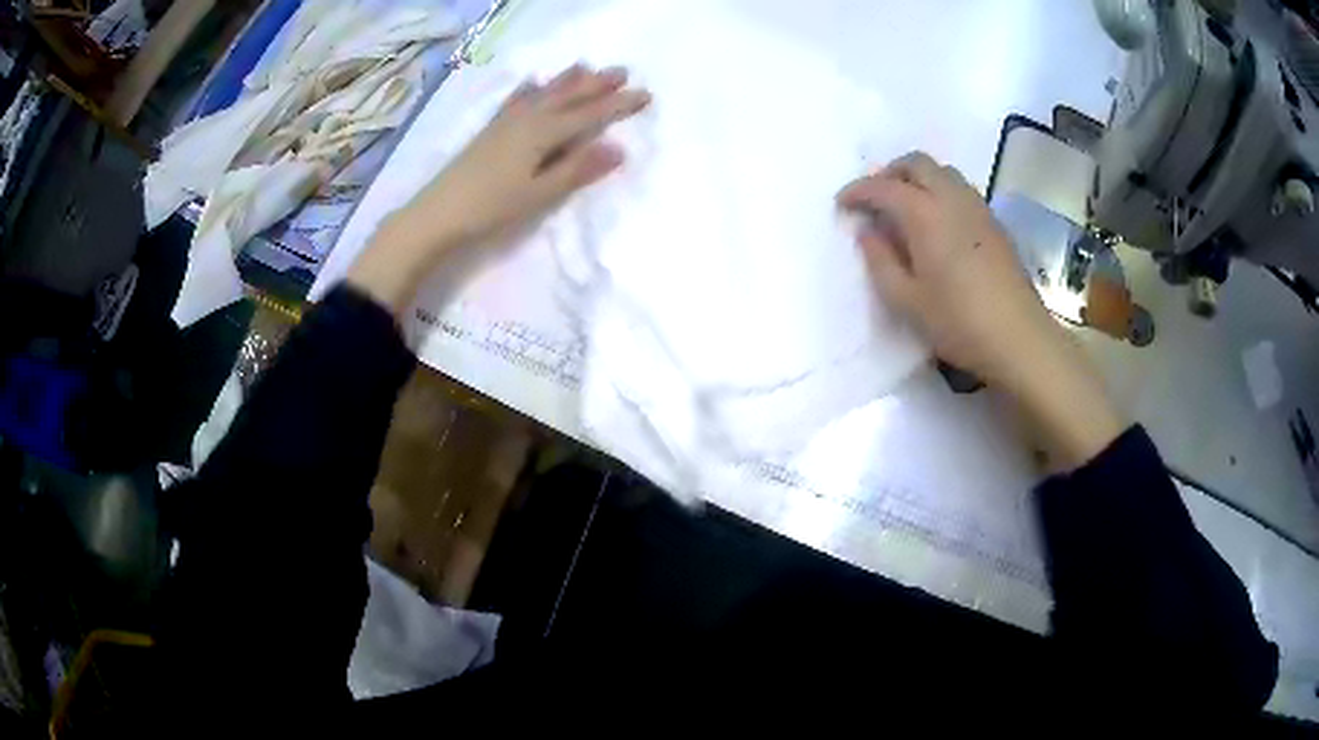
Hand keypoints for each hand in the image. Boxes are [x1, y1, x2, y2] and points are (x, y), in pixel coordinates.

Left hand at [347, 64, 651, 314]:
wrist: (438, 213)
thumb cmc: (491, 207)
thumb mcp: (540, 194)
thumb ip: (577, 170)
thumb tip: (619, 149)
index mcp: (543, 132)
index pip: (589, 114)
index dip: (618, 105)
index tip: (646, 95)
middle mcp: (527, 118)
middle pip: (567, 96)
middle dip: (596, 84)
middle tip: (622, 72)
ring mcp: (505, 122)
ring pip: (543, 93)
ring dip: (567, 80)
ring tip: (585, 67)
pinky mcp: (490, 131)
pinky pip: (517, 100)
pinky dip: (530, 90)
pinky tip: (532, 84)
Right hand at [838, 151, 1123, 468]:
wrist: (1019, 338)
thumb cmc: (958, 322)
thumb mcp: (907, 300)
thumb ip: (880, 261)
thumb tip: (867, 231)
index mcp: (925, 213)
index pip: (883, 187)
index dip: (858, 191)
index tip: (842, 204)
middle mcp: (951, 198)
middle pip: (916, 163)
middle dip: (889, 172)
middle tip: (874, 198)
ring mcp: (977, 207)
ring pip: (942, 171)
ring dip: (917, 178)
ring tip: (905, 208)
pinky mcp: (994, 222)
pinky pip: (960, 189)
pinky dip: (939, 191)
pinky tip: (937, 222)